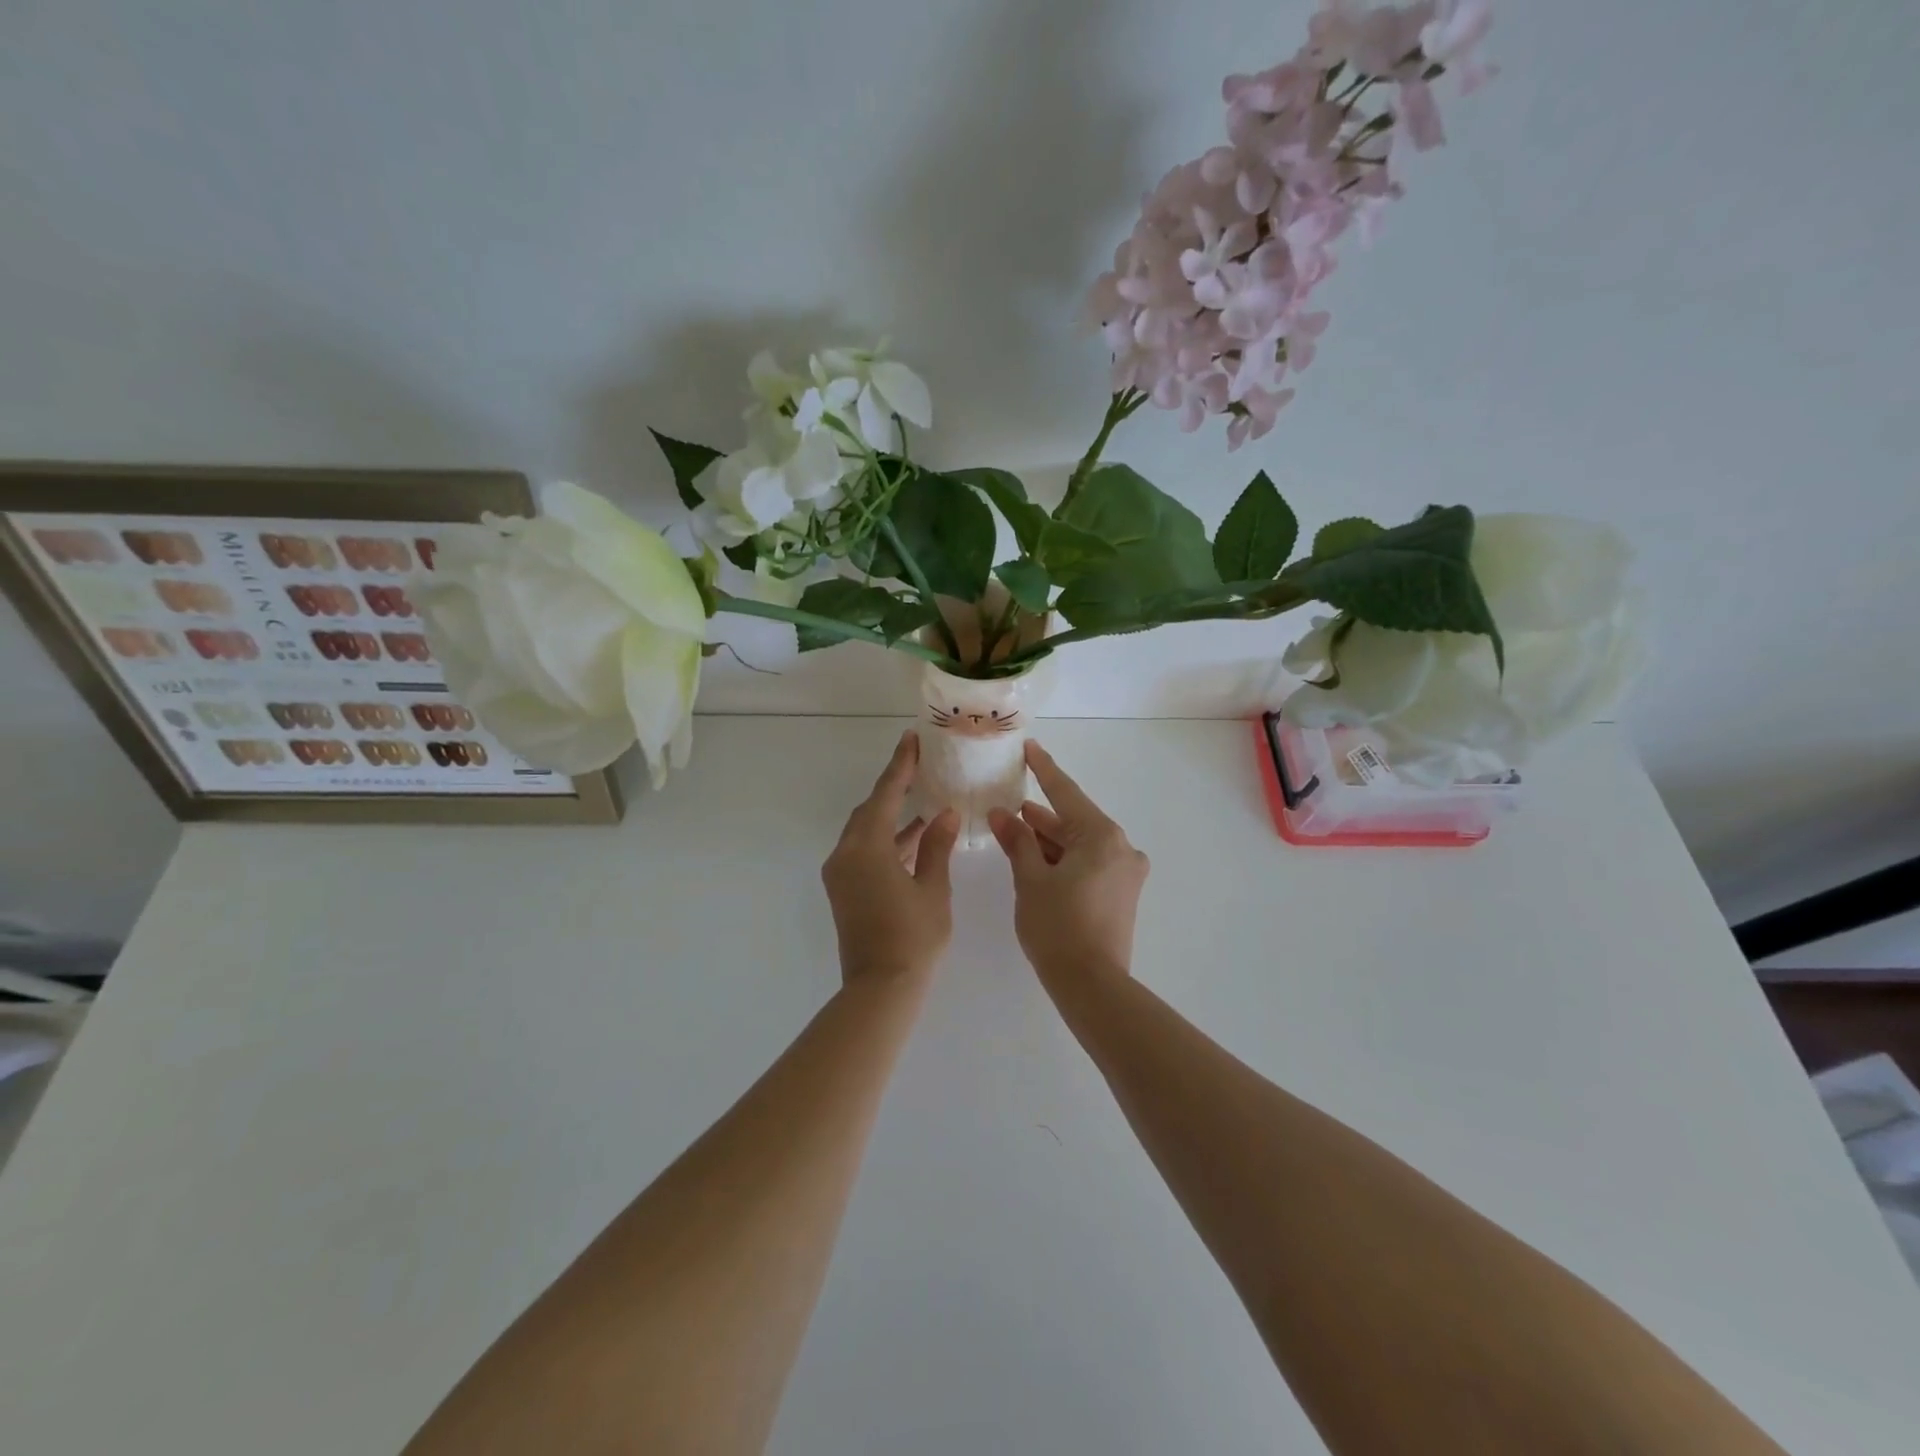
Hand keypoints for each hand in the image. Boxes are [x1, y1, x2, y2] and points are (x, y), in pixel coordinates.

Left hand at [822, 730, 960, 986]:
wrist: (880, 988)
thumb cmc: (913, 937)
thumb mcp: (933, 889)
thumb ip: (936, 846)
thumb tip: (946, 814)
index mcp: (867, 848)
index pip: (885, 795)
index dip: (899, 766)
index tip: (910, 740)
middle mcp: (845, 854)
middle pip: (870, 810)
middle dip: (893, 788)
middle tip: (918, 766)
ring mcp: (840, 873)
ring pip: (865, 831)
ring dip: (890, 816)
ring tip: (921, 800)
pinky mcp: (843, 889)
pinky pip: (863, 851)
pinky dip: (886, 841)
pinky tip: (913, 838)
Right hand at [988, 741, 1148, 994]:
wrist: (1092, 985)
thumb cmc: (1057, 926)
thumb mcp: (1030, 879)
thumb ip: (1017, 841)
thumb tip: (1002, 813)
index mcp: (1101, 836)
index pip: (1066, 793)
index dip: (1044, 770)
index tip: (1030, 748)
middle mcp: (1121, 848)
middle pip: (1075, 821)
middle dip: (1042, 815)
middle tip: (1010, 804)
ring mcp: (1125, 873)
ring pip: (1082, 844)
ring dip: (1051, 839)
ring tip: (1017, 830)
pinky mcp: (1122, 894)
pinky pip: (1090, 864)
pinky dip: (1065, 859)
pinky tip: (1038, 860)